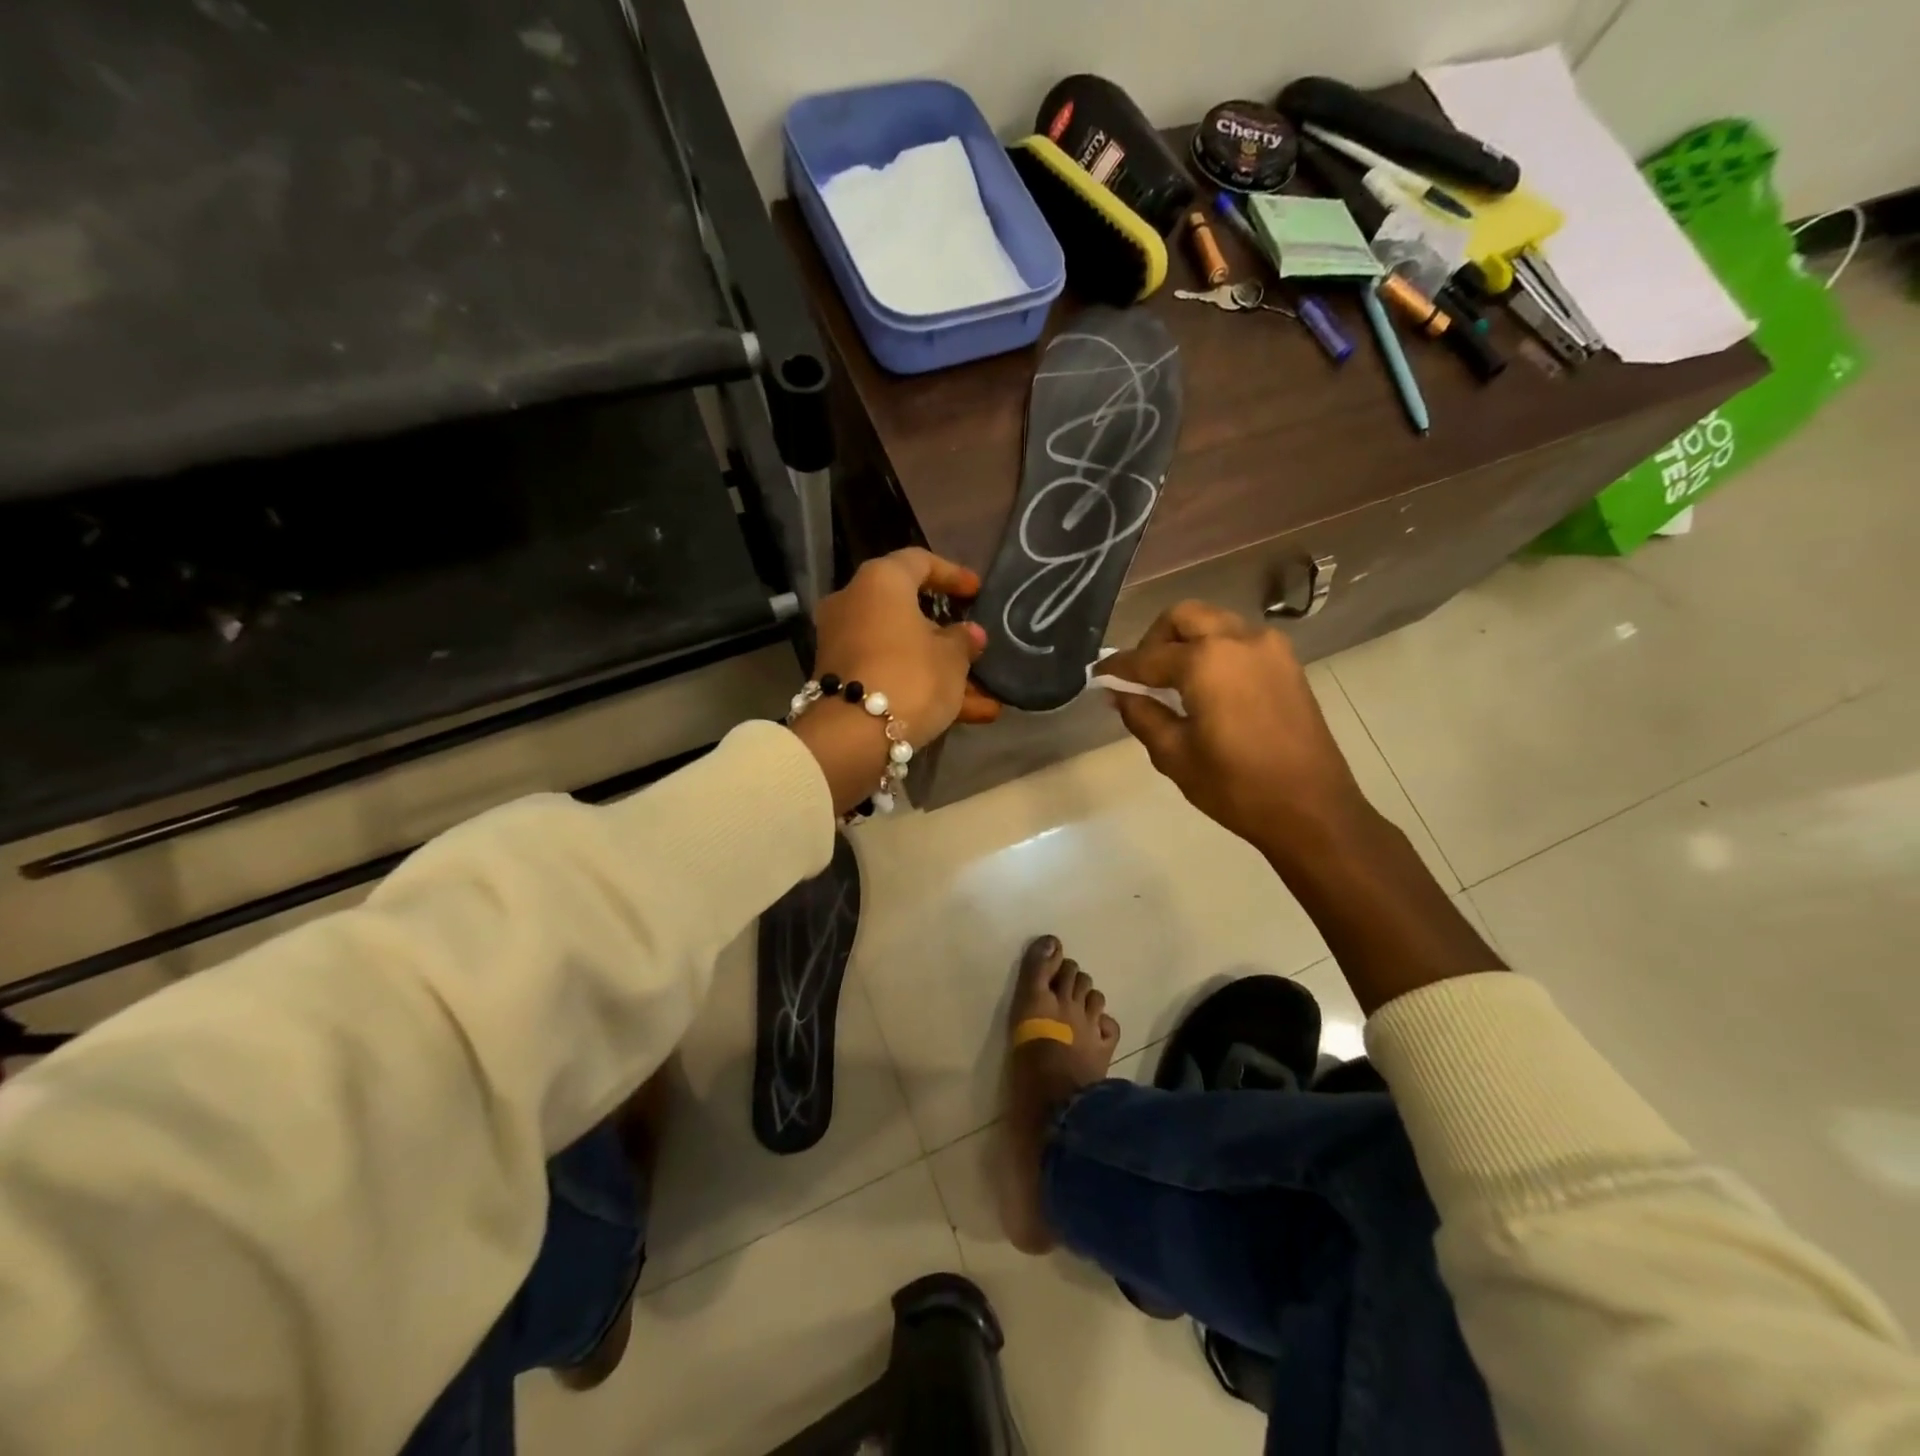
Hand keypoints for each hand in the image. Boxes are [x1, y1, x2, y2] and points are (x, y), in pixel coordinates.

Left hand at [793, 549, 1000, 812]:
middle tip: (974, 644)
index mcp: (880, 582)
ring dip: (941, 670)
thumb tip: (969, 634)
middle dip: (945, 633)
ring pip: (902, 650)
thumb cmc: (910, 676)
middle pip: (907, 611)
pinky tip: (968, 715)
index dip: (952, 575)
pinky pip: (889, 673)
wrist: (853, 735)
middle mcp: (854, 604)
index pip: (919, 562)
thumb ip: (963, 641)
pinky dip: (922, 688)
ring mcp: (844, 644)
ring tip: (984, 695)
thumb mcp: (952, 658)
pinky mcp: (841, 679)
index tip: (976, 592)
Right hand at [1103, 601, 1371, 862]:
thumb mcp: (1175, 755)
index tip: (1099, 675)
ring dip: (1187, 641)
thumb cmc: (1236, 786)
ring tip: (1172, 681)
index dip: (1118, 668)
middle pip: (1183, 617)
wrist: (1312, 808)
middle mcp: (1238, 640)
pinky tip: (1206, 686)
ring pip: (1214, 622)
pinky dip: (1215, 650)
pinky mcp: (1287, 663)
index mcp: (1206, 662)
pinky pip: (1239, 639)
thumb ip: (1141, 715)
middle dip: (1154, 639)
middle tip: (1141, 675)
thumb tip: (1118, 694)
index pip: (1147, 657)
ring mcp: (1269, 648)